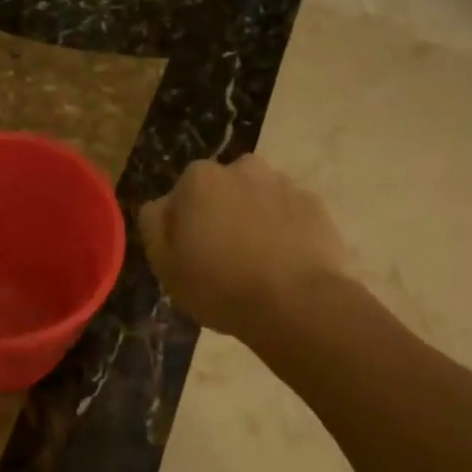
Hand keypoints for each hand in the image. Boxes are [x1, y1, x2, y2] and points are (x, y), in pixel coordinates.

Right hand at [138, 155, 346, 337]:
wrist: (296, 304)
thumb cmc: (219, 285)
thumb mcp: (164, 263)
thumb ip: (154, 224)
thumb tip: (163, 206)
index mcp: (200, 178)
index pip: (182, 195)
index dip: (185, 225)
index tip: (192, 254)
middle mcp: (243, 168)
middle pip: (223, 191)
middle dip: (222, 214)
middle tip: (225, 258)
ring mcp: (284, 184)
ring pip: (259, 199)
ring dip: (255, 220)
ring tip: (260, 264)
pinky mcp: (316, 205)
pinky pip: (291, 215)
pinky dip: (286, 232)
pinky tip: (286, 264)